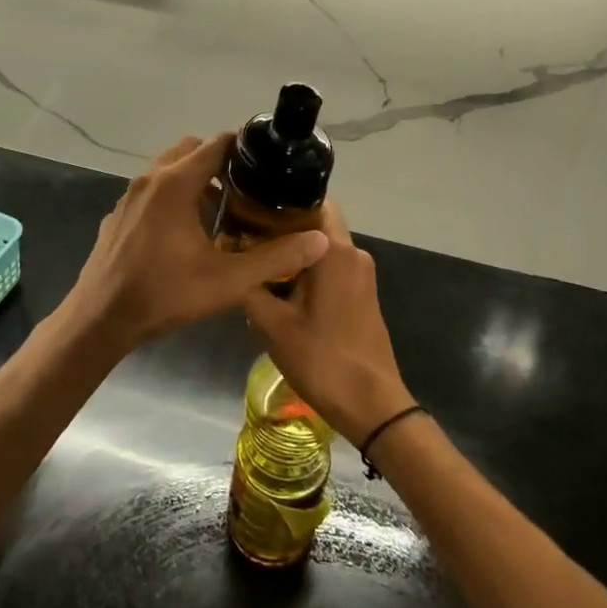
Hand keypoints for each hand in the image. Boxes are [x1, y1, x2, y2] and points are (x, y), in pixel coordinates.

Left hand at [66, 135, 329, 354]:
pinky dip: (171, 195)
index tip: (266, 161)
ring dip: (193, 178)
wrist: (100, 319)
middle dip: (218, 161)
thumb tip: (320, 240)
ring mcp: (129, 195)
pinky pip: (151, 190)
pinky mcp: (118, 214)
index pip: (215, 144)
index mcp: (176, 183)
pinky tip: (183, 232)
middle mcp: (150, 179)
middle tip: (245, 188)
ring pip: (167, 169)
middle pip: (190, 150)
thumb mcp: (227, 281)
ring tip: (220, 209)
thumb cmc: (164, 294)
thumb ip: (275, 258)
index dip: (243, 147)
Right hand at [242, 204, 413, 449]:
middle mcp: (353, 253)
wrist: (372, 406)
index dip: (282, 201)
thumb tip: (234, 265)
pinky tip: (282, 289)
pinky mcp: (364, 294)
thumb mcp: (273, 326)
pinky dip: (309, 271)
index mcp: (335, 251)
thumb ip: (250, 289)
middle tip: (246, 237)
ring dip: (295, 253)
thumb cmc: (323, 359)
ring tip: (258, 263)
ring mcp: (362, 275)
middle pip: (316, 224)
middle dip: (284, 228)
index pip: (313, 201)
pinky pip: (333, 268)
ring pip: (323, 248)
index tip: (252, 208)